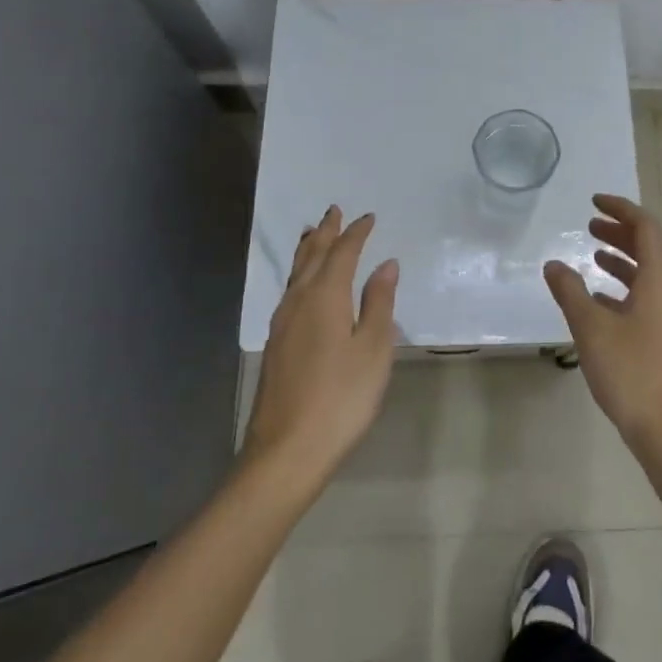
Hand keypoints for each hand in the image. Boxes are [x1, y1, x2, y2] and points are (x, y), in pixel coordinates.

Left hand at [245, 206, 397, 483]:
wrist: (287, 450)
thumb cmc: (341, 397)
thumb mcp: (373, 349)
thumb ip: (379, 303)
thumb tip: (386, 264)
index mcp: (325, 296)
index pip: (342, 253)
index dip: (356, 233)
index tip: (368, 217)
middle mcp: (298, 301)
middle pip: (312, 256)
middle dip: (326, 232)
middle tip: (333, 211)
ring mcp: (282, 324)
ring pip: (295, 273)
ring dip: (308, 250)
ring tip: (313, 234)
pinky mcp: (276, 344)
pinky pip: (289, 291)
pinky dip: (299, 274)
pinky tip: (302, 285)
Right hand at [544, 194, 661, 459]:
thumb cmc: (633, 373)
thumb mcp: (592, 329)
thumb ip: (571, 292)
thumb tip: (553, 264)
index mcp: (661, 280)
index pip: (646, 227)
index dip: (621, 209)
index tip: (594, 202)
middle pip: (650, 249)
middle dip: (620, 234)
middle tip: (589, 227)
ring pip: (650, 276)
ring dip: (623, 262)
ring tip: (593, 258)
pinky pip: (650, 299)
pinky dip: (626, 290)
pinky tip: (602, 304)